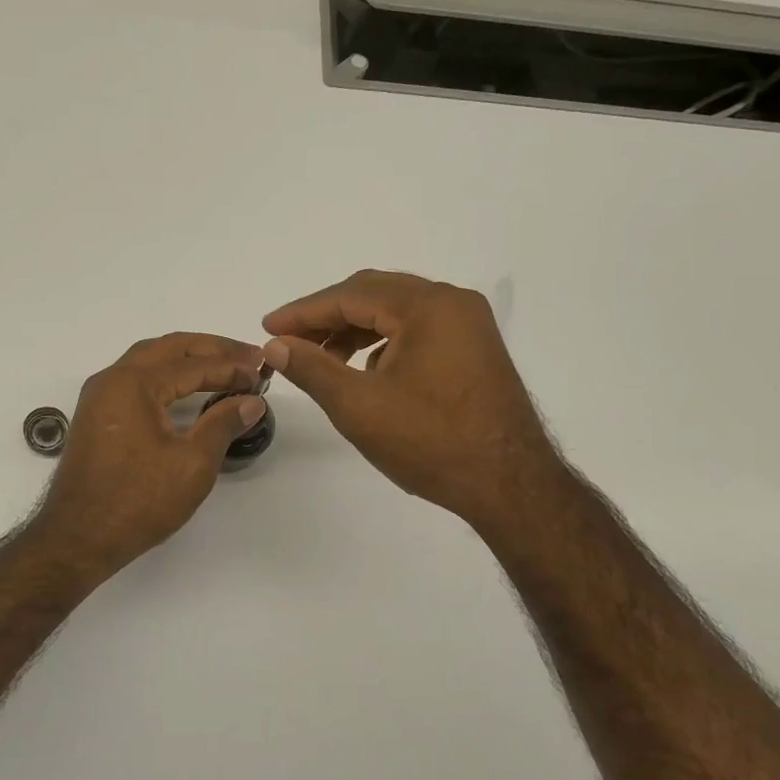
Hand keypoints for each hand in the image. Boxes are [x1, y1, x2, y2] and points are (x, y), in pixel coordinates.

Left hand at [34, 333, 266, 572]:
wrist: (78, 538)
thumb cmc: (138, 501)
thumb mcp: (192, 464)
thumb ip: (223, 424)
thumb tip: (251, 401)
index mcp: (133, 384)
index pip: (193, 364)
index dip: (231, 367)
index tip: (261, 373)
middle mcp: (112, 379)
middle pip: (168, 348)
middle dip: (211, 349)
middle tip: (248, 356)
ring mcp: (99, 397)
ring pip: (148, 360)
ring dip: (186, 358)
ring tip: (222, 366)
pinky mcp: (96, 417)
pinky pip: (135, 379)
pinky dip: (165, 375)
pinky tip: (185, 389)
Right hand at [262, 270, 554, 535]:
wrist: (510, 485)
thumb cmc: (431, 442)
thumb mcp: (359, 406)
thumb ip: (312, 368)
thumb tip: (276, 345)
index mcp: (428, 306)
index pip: (352, 294)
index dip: (304, 311)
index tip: (268, 326)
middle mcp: (453, 304)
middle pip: (376, 295)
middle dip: (328, 317)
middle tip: (289, 340)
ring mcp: (470, 327)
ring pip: (398, 313)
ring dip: (356, 330)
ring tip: (322, 359)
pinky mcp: (476, 351)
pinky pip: (419, 332)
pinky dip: (385, 343)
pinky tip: (368, 372)